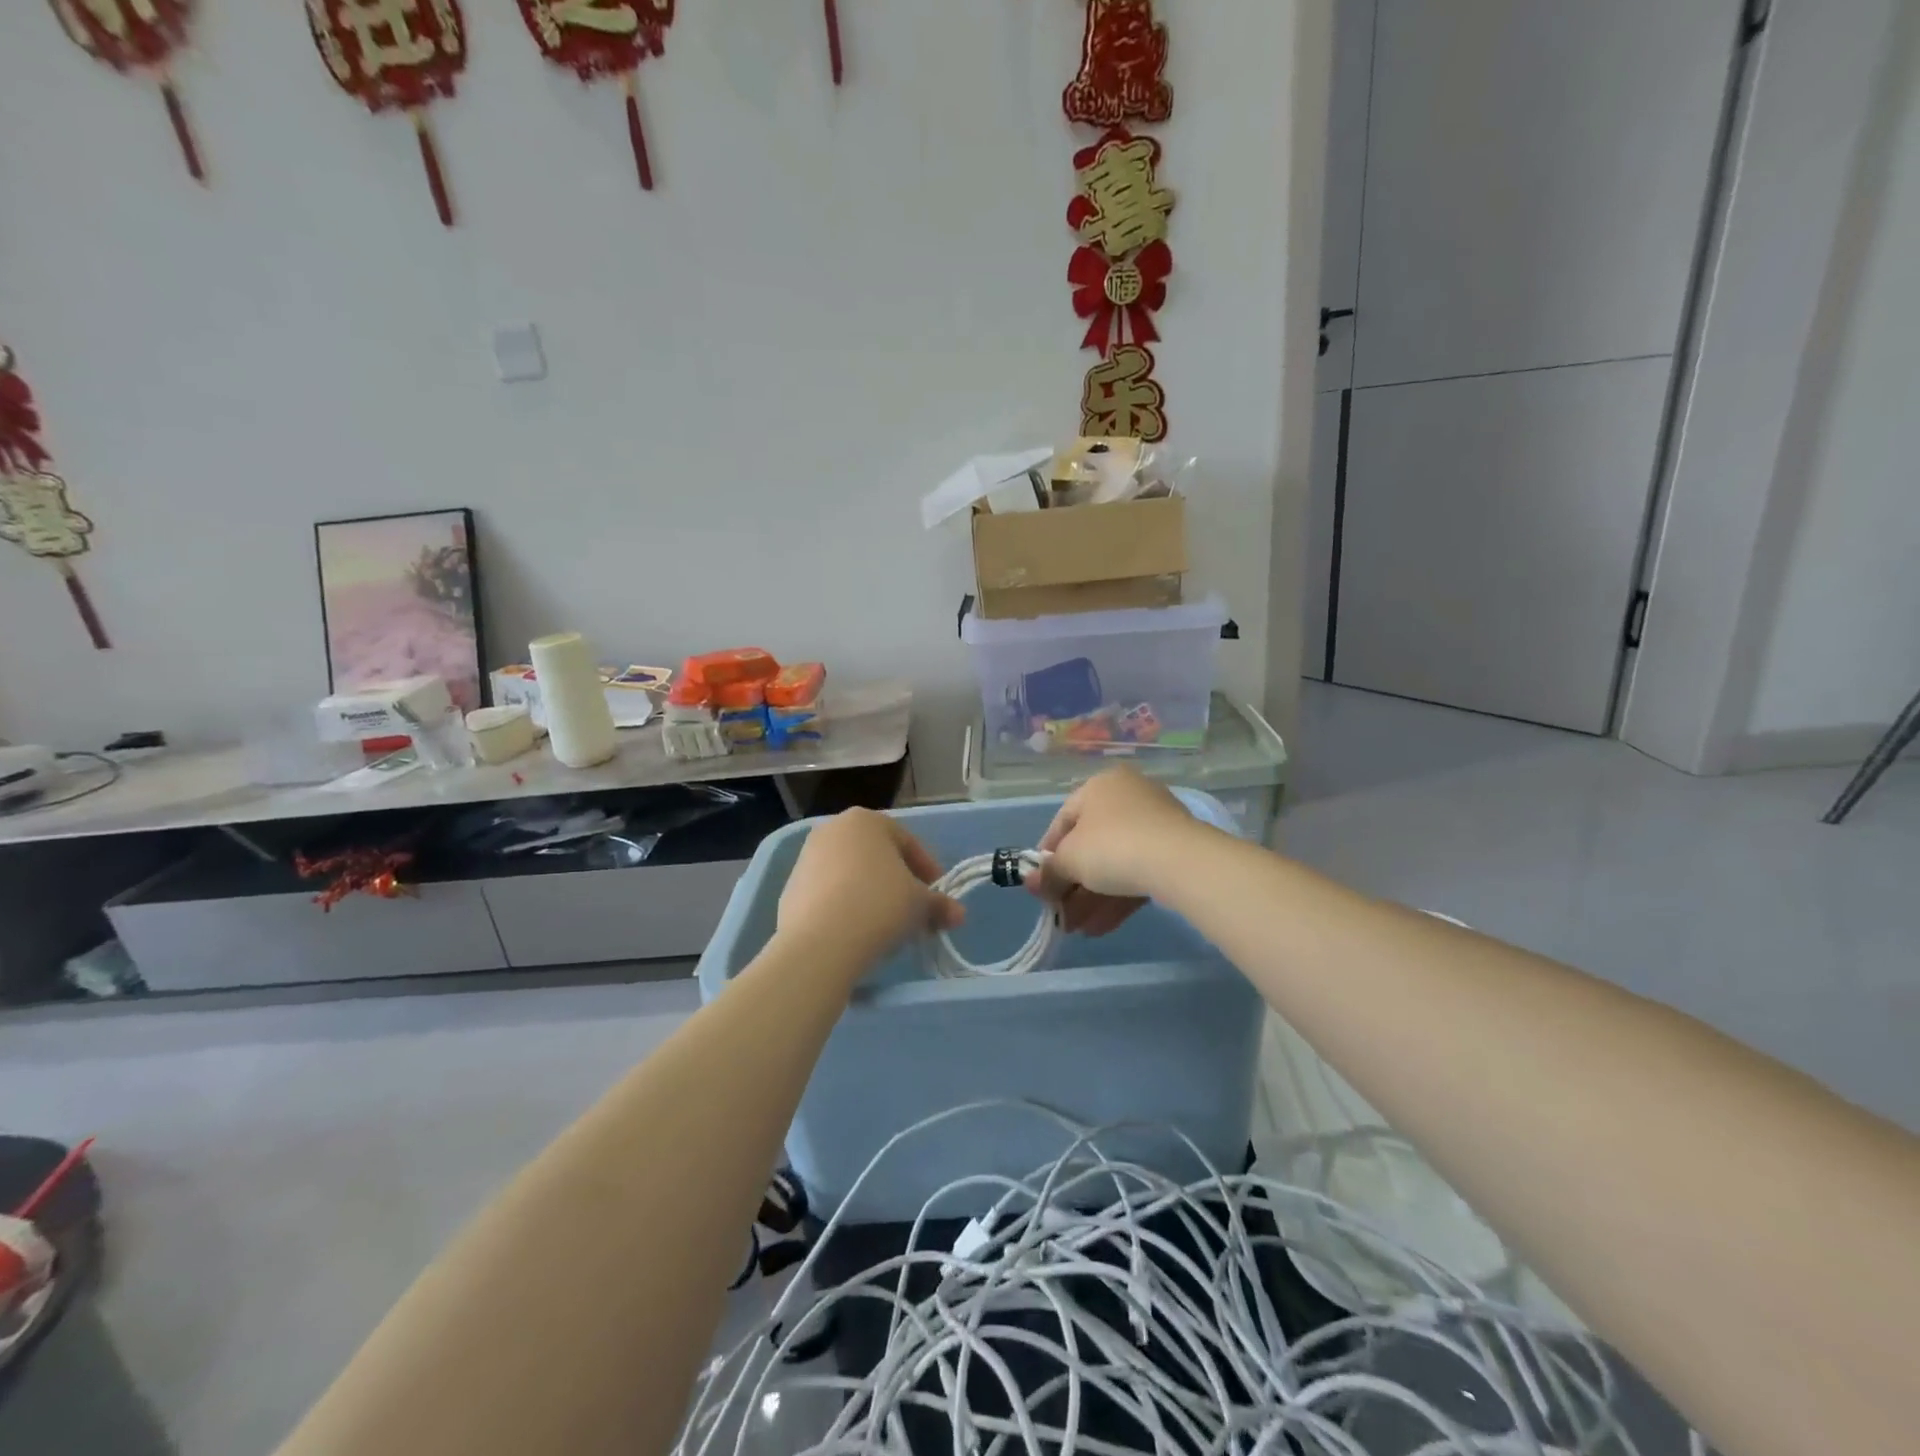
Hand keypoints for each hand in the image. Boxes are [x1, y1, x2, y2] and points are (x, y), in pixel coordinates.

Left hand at [778, 809, 963, 966]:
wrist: (820, 943)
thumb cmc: (879, 905)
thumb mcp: (920, 904)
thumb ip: (940, 905)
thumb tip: (958, 914)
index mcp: (866, 821)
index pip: (907, 842)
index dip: (927, 870)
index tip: (937, 896)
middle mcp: (832, 830)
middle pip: (876, 857)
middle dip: (898, 882)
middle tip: (914, 911)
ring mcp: (806, 858)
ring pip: (851, 874)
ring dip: (871, 895)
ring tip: (886, 926)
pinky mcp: (790, 889)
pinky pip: (829, 894)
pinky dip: (845, 908)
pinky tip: (856, 933)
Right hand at [1023, 768, 1211, 934]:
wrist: (1179, 861)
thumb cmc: (1112, 846)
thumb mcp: (1070, 859)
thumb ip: (1049, 873)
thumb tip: (1032, 883)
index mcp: (1100, 786)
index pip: (1063, 820)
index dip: (1047, 854)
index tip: (1040, 883)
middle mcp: (1128, 796)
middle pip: (1090, 845)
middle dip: (1072, 885)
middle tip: (1059, 914)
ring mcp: (1155, 823)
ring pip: (1115, 863)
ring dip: (1092, 898)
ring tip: (1076, 930)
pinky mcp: (1175, 850)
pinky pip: (1138, 872)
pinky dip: (1117, 898)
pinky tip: (1100, 928)